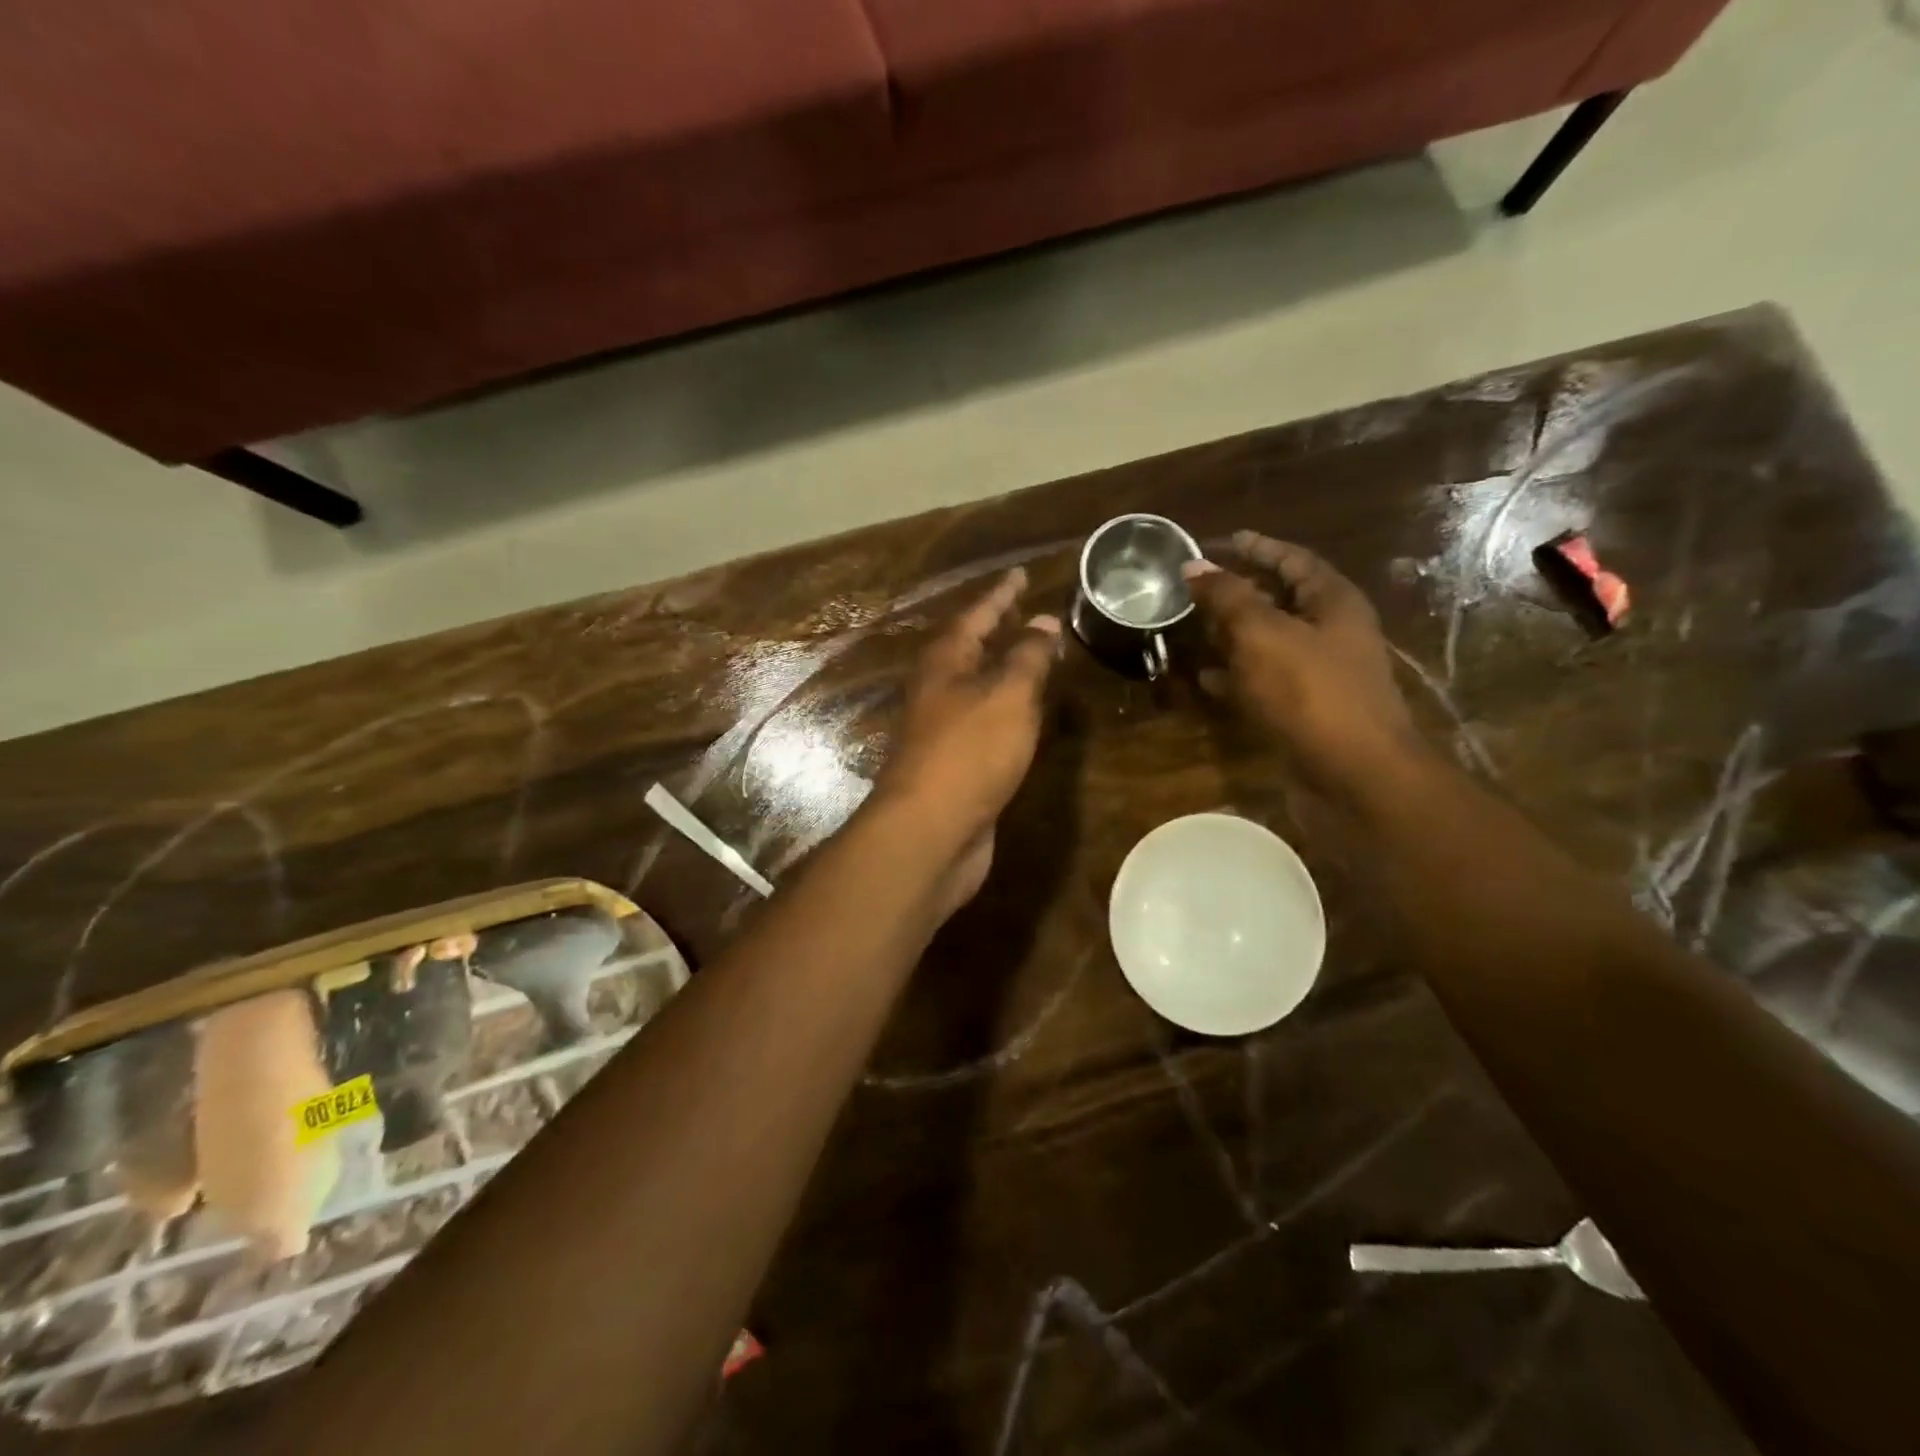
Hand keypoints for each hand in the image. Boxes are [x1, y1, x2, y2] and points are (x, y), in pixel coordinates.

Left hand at [874, 568, 1060, 907]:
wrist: (930, 831)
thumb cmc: (969, 752)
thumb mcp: (1008, 695)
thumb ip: (1028, 657)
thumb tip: (1044, 620)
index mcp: (945, 662)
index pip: (976, 614)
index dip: (1001, 594)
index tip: (1020, 573)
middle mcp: (938, 690)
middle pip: (971, 649)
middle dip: (999, 630)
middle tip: (1028, 611)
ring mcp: (944, 730)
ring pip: (978, 687)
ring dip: (1003, 670)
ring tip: (1034, 656)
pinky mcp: (956, 765)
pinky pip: (986, 723)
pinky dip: (1008, 710)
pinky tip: (1026, 715)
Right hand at [1184, 532, 1426, 797]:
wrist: (1355, 773)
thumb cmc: (1311, 692)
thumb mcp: (1263, 635)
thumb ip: (1227, 597)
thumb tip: (1194, 565)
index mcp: (1333, 602)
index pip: (1293, 560)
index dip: (1257, 547)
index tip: (1220, 541)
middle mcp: (1332, 633)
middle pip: (1282, 600)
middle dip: (1240, 591)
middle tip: (1197, 587)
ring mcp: (1320, 674)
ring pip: (1270, 642)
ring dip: (1233, 635)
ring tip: (1193, 627)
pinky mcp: (1305, 710)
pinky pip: (1265, 682)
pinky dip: (1236, 676)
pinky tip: (1206, 678)